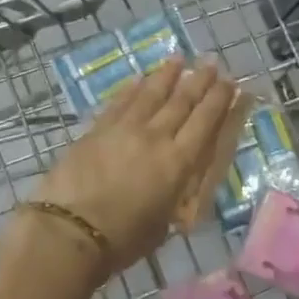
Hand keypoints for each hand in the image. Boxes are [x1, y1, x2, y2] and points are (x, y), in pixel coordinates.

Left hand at [34, 56, 237, 278]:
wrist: (69, 231)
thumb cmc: (122, 240)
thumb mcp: (164, 223)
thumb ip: (174, 195)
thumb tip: (176, 183)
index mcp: (179, 163)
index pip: (205, 122)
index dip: (219, 99)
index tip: (230, 81)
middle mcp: (156, 137)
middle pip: (182, 102)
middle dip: (199, 80)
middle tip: (210, 62)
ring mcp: (124, 129)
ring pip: (151, 94)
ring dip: (166, 75)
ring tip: (178, 59)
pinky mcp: (97, 129)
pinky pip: (120, 101)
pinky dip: (132, 88)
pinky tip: (139, 78)